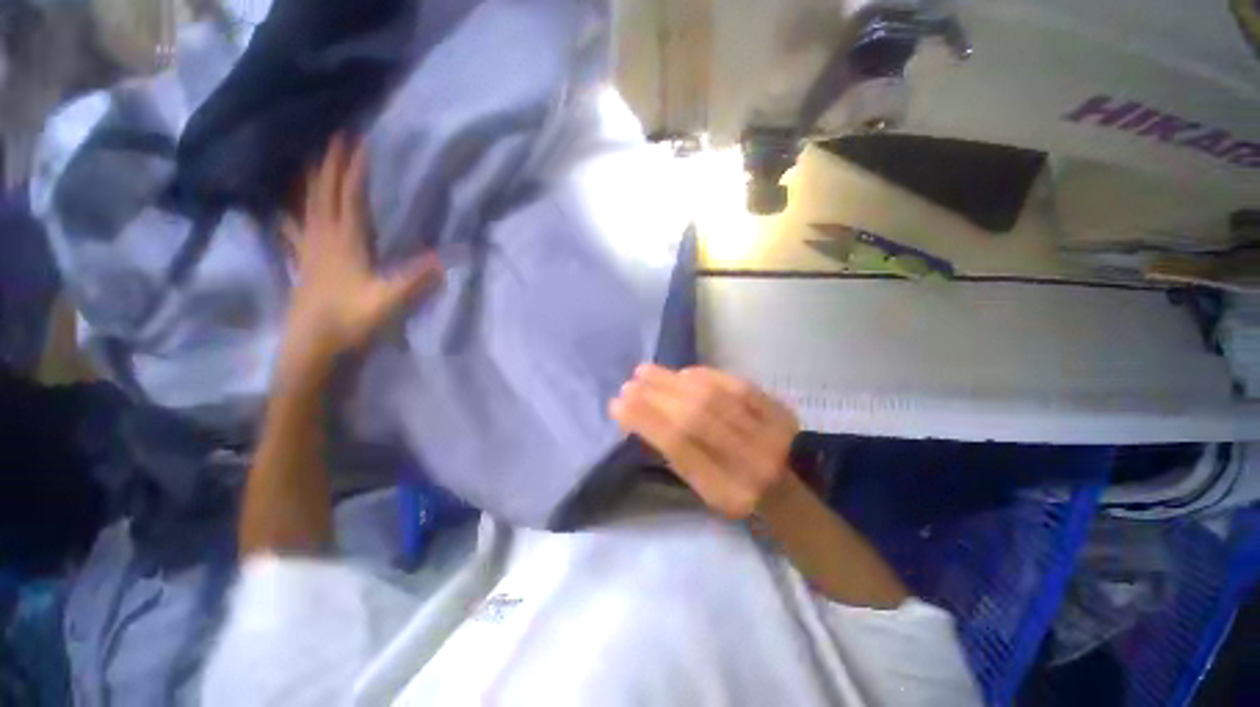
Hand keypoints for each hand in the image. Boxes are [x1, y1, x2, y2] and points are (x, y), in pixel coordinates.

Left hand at [281, 135, 441, 370]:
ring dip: (307, 177)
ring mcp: (308, 248)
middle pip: (322, 191)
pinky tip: (284, 204)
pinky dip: (288, 208)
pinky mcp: (302, 261)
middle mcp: (322, 237)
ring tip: (307, 155)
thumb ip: (415, 281)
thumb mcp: (389, 303)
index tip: (358, 138)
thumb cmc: (351, 323)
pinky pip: (291, 225)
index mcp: (345, 242)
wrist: (313, 348)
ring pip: (303, 202)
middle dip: (329, 160)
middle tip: (334, 133)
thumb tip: (445, 260)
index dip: (353, 168)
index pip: (349, 196)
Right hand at [610, 365, 799, 518]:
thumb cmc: (734, 492)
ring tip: (646, 372)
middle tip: (629, 384)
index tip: (617, 406)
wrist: (786, 488)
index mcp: (727, 491)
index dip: (645, 420)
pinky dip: (705, 375)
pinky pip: (737, 385)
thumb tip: (640, 416)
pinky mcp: (780, 412)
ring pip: (713, 397)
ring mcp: (770, 433)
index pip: (679, 446)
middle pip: (695, 417)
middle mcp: (751, 462)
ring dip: (673, 381)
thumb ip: (675, 455)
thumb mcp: (701, 491)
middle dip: (655, 396)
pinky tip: (683, 372)